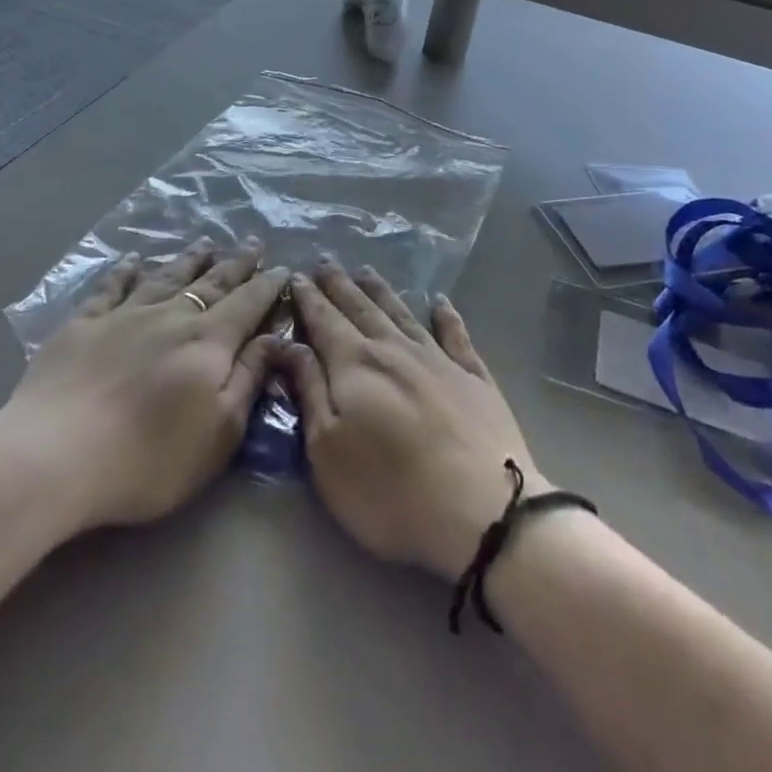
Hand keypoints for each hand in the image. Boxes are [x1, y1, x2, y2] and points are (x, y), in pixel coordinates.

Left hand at [0, 237, 287, 534]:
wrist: (56, 455)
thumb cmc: (149, 457)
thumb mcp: (219, 431)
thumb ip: (248, 379)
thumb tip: (274, 338)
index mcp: (208, 342)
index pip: (247, 305)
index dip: (267, 286)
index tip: (283, 267)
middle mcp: (171, 317)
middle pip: (211, 283)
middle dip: (236, 263)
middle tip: (253, 242)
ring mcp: (124, 316)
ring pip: (166, 277)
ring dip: (189, 260)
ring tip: (205, 243)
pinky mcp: (83, 325)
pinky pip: (110, 288)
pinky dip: (124, 271)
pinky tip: (132, 260)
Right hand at [277, 258, 540, 579]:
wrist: (481, 509)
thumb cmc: (389, 489)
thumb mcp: (327, 450)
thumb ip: (309, 390)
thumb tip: (289, 344)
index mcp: (355, 364)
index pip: (324, 321)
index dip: (309, 299)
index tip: (296, 276)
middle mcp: (395, 349)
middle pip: (361, 308)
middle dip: (340, 285)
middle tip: (326, 261)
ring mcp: (438, 360)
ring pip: (402, 314)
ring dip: (381, 291)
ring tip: (366, 271)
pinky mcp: (474, 378)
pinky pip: (456, 335)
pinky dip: (447, 316)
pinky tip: (441, 302)